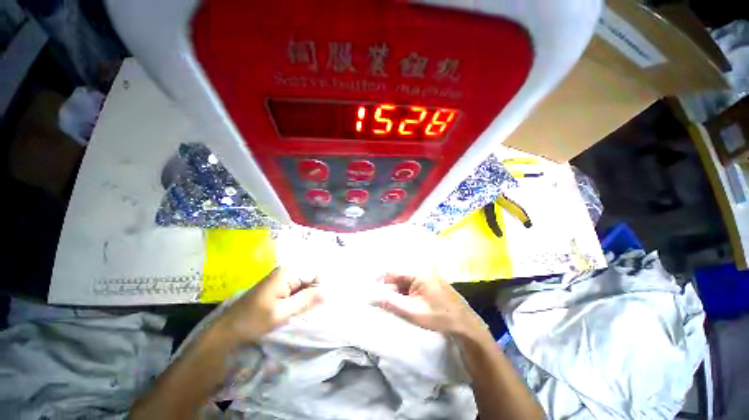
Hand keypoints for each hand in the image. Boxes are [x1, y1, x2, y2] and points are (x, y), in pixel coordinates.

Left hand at [214, 267, 321, 344]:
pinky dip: (297, 301)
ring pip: (303, 287)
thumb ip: (306, 300)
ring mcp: (281, 279)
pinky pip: (295, 291)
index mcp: (287, 273)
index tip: (318, 307)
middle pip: (309, 280)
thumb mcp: (281, 312)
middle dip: (312, 295)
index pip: (315, 275)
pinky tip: (295, 312)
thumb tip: (328, 292)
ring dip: (305, 299)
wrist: (226, 331)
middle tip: (308, 313)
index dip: (319, 290)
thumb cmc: (252, 321)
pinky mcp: (277, 288)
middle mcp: (286, 272)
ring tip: (301, 314)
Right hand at [373, 274, 484, 335]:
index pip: (392, 272)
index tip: (370, 292)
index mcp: (417, 273)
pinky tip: (407, 305)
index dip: (379, 281)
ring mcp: (425, 276)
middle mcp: (421, 270)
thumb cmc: (438, 317)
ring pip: (403, 281)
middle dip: (389, 289)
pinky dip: (405, 294)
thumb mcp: (412, 312)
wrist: (464, 323)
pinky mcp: (428, 282)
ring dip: (397, 293)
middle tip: (385, 305)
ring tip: (398, 307)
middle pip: (397, 276)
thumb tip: (371, 296)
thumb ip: (390, 303)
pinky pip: (410, 285)